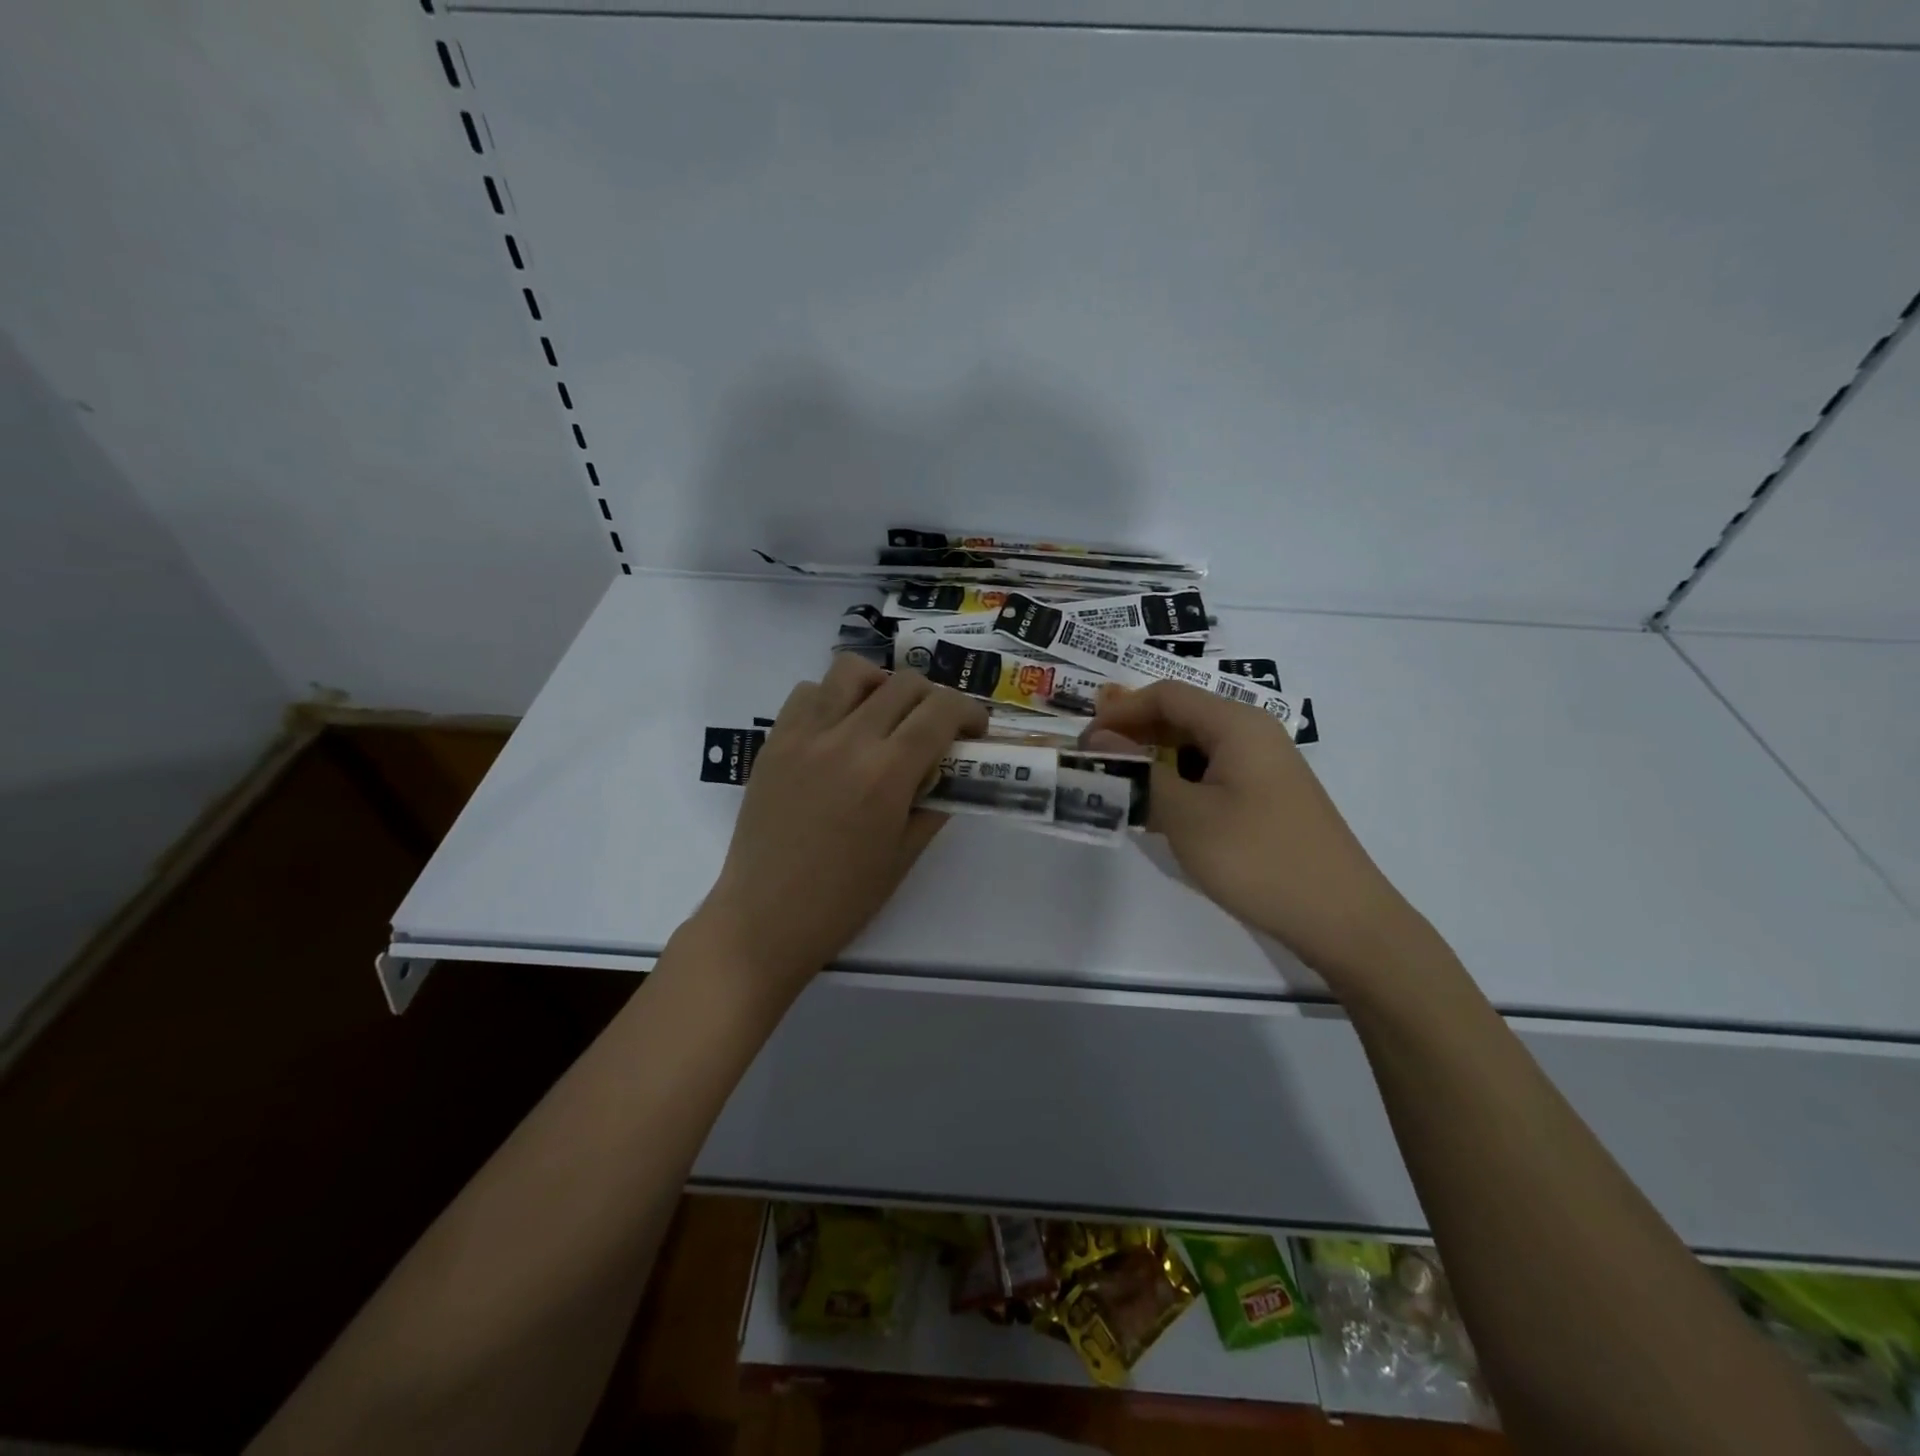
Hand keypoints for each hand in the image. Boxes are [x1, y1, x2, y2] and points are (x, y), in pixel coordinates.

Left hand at [695, 654, 987, 993]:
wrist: (764, 919)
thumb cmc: (842, 900)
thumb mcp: (904, 855)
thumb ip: (934, 803)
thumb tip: (950, 771)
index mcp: (887, 774)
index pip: (941, 710)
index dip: (969, 712)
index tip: (974, 730)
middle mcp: (847, 740)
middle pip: (904, 682)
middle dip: (933, 698)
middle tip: (935, 728)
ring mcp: (804, 735)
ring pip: (852, 670)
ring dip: (881, 685)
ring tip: (883, 717)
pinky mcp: (774, 741)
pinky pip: (808, 692)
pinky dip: (833, 698)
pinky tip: (838, 731)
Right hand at [1086, 681, 1431, 983]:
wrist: (1343, 919)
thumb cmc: (1259, 859)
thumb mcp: (1186, 817)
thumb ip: (1137, 774)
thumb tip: (1096, 741)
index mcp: (1237, 724)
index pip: (1165, 695)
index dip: (1119, 713)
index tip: (1084, 744)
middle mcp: (1253, 734)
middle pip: (1181, 716)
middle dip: (1134, 735)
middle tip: (1096, 766)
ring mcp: (1264, 767)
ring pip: (1195, 748)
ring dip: (1154, 762)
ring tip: (1122, 790)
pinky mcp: (1268, 797)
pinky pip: (1212, 774)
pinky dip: (1179, 784)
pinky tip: (1161, 813)